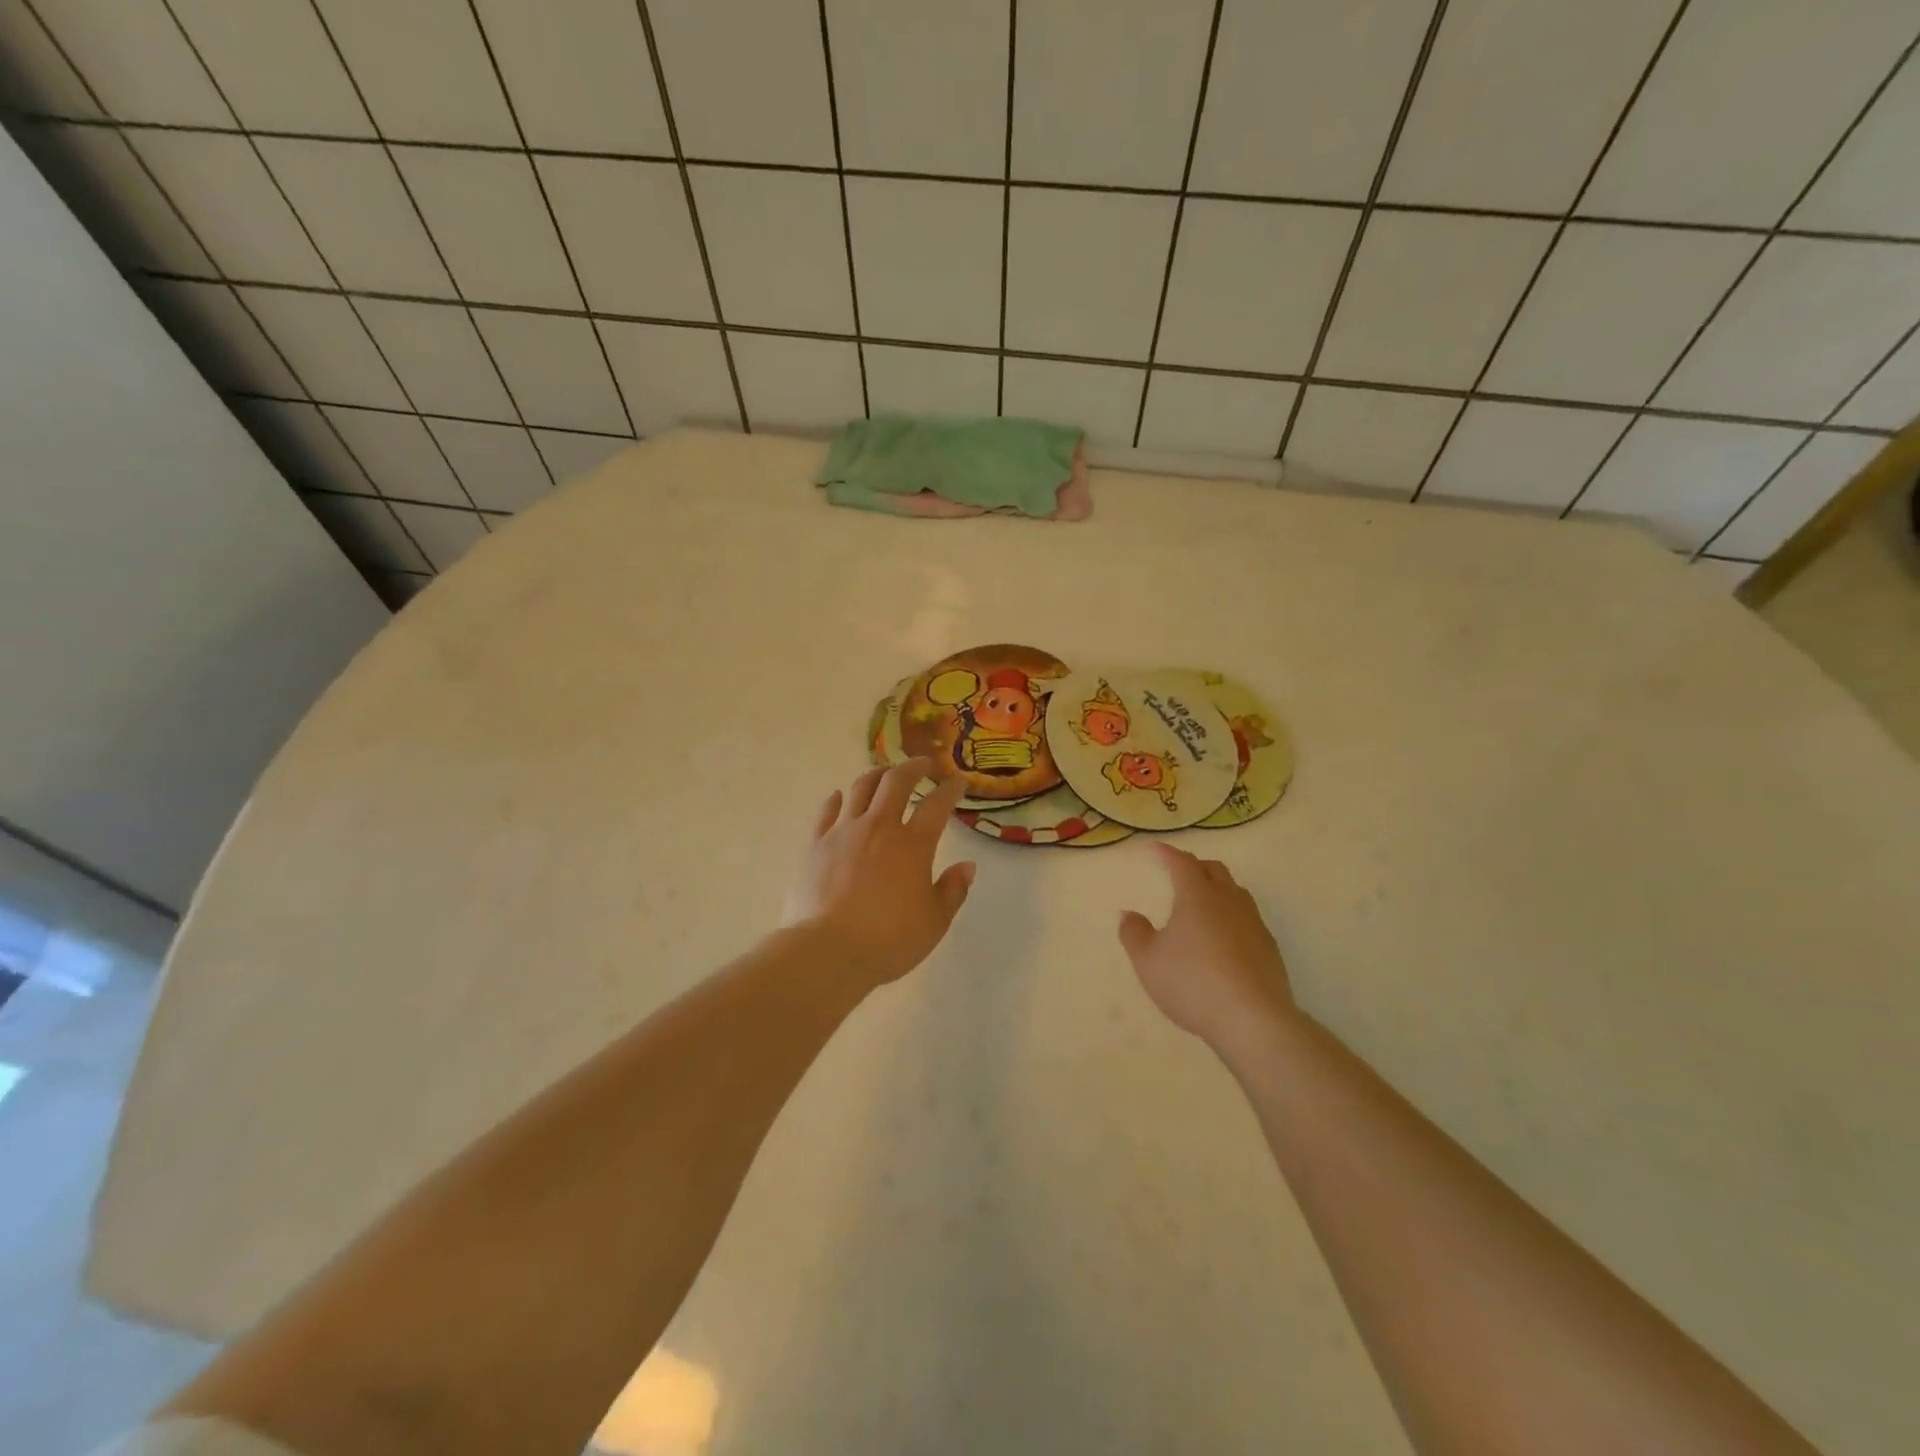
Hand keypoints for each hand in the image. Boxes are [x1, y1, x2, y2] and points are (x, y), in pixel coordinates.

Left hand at [786, 760, 976, 987]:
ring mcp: (843, 832)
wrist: (827, 951)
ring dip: (876, 774)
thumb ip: (953, 890)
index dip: (950, 789)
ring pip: (860, 788)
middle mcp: (879, 827)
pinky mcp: (816, 844)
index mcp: (913, 844)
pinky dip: (837, 799)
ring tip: (884, 773)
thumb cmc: (888, 940)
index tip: (958, 782)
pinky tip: (839, 796)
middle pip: (896, 782)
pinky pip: (827, 811)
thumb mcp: (934, 922)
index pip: (937, 805)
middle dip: (913, 767)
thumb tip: (967, 866)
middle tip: (923, 765)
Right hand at [1118, 843, 1294, 1047]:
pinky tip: (1224, 937)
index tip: (1154, 849)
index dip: (1167, 853)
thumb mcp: (1148, 961)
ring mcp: (1253, 923)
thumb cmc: (1192, 983)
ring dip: (1218, 888)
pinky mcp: (1269, 948)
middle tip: (1179, 872)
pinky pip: (1248, 918)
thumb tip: (1128, 914)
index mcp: (1197, 896)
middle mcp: (1228, 901)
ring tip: (1203, 902)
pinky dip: (1232, 916)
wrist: (1253, 1019)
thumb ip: (1134, 934)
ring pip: (1236, 892)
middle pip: (1214, 870)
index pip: (1182, 863)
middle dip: (1195, 866)